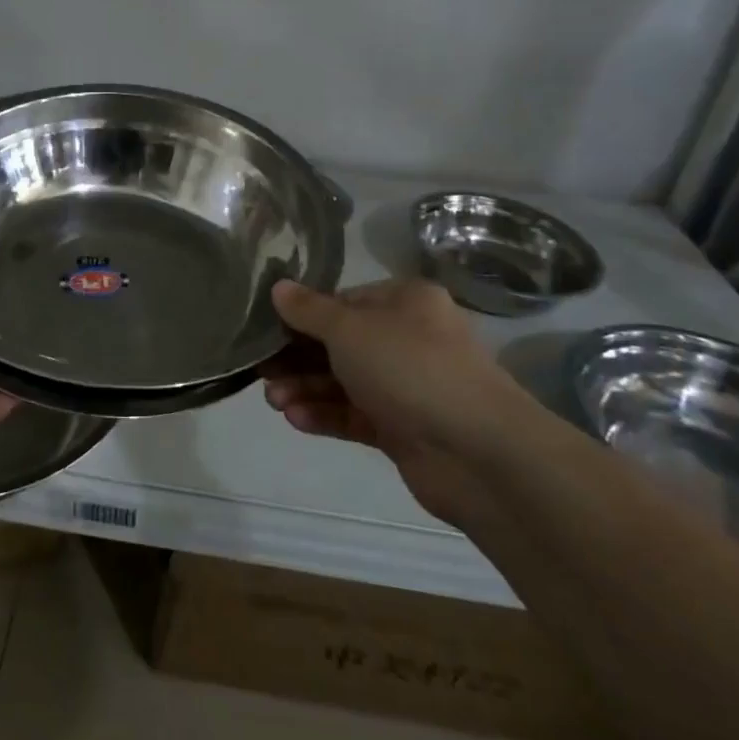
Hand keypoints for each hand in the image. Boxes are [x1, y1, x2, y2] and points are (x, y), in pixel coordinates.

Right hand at [262, 279, 542, 523]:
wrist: (477, 452)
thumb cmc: (410, 368)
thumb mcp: (349, 329)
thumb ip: (309, 310)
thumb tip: (278, 287)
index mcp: (405, 302)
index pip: (343, 301)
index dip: (303, 314)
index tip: (266, 328)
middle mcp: (408, 339)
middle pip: (339, 343)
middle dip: (297, 358)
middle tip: (261, 370)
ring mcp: (407, 386)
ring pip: (344, 382)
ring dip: (306, 388)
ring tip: (273, 401)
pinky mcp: (403, 429)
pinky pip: (355, 415)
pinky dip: (325, 415)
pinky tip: (295, 419)